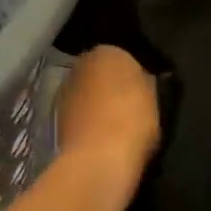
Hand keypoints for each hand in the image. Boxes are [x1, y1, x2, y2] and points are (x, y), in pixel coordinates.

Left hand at [55, 46, 159, 187]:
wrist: (98, 160)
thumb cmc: (132, 119)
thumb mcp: (155, 95)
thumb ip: (145, 81)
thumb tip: (142, 80)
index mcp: (107, 51)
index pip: (123, 56)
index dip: (134, 75)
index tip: (144, 91)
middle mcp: (80, 65)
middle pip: (100, 74)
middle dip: (111, 87)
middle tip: (131, 108)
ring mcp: (64, 92)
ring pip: (87, 95)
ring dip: (97, 107)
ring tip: (117, 128)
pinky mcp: (55, 120)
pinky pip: (80, 118)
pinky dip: (88, 125)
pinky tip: (102, 141)